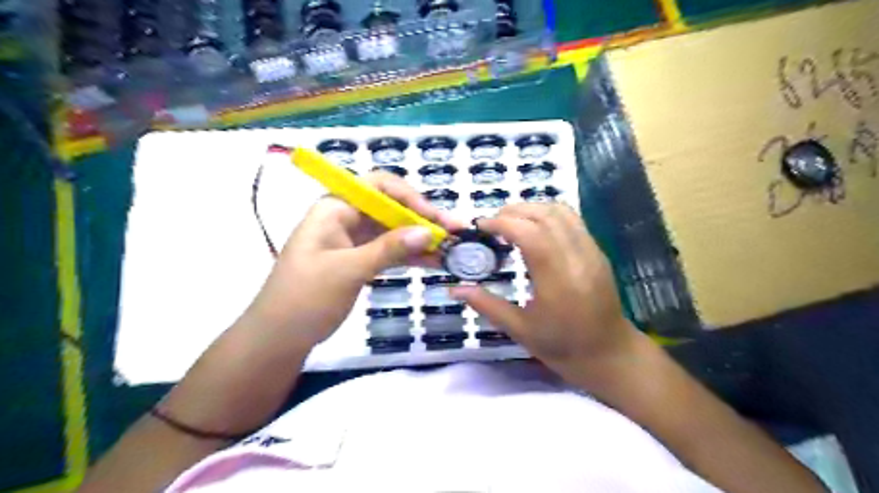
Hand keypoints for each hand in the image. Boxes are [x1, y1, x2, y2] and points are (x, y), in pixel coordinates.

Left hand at [244, 172, 466, 348]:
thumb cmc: (305, 298)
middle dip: (422, 219)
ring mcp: (354, 239)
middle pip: (391, 208)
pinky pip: (390, 250)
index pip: (378, 186)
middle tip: (454, 234)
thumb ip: (388, 249)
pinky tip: (433, 261)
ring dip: (420, 238)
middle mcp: (346, 217)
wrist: (280, 337)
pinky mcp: (359, 259)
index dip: (409, 197)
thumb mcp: (347, 270)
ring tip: (450, 250)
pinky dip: (410, 255)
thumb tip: (427, 231)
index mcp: (335, 208)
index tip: (434, 217)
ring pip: (394, 230)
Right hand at [450, 204, 643, 381]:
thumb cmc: (563, 347)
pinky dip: (548, 215)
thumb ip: (486, 304)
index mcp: (557, 280)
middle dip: (514, 211)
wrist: (609, 354)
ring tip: (510, 221)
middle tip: (492, 223)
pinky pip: (572, 220)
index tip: (481, 226)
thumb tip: (454, 290)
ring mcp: (591, 252)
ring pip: (561, 212)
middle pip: (545, 215)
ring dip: (532, 208)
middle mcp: (577, 258)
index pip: (530, 233)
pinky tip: (534, 228)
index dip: (502, 223)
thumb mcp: (520, 330)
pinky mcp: (597, 251)